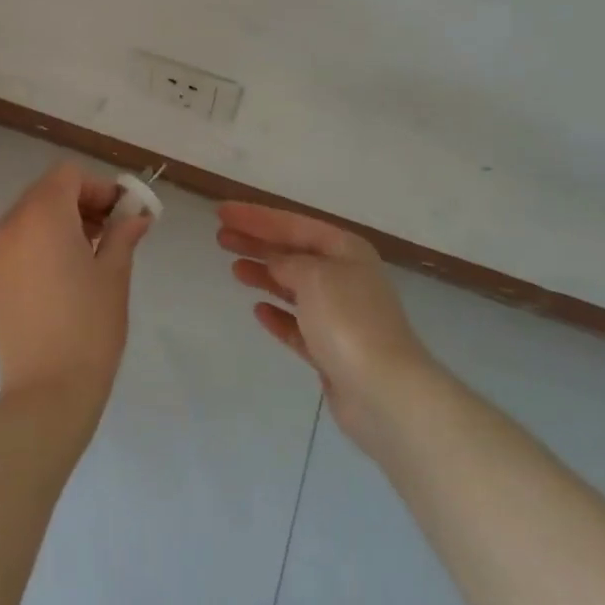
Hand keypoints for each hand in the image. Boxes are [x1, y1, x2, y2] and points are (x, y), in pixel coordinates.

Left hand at [0, 163, 152, 424]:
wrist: (47, 390)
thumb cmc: (89, 325)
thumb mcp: (115, 273)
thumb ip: (123, 233)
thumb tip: (137, 215)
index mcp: (43, 214)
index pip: (69, 175)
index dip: (98, 187)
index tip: (122, 214)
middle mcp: (12, 223)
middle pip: (48, 191)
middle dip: (81, 202)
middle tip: (111, 232)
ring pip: (31, 214)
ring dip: (61, 221)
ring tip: (90, 254)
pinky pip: (19, 240)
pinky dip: (41, 241)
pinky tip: (64, 274)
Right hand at [218, 203, 438, 456]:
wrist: (384, 392)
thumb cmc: (348, 320)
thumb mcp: (313, 276)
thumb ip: (287, 262)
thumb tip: (276, 263)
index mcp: (345, 250)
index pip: (293, 224)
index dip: (256, 217)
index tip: (222, 212)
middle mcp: (345, 277)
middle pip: (292, 253)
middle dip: (257, 243)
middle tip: (220, 236)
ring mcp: (340, 316)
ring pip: (293, 287)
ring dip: (264, 275)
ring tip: (234, 268)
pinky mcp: (332, 350)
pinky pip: (298, 324)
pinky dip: (279, 315)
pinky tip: (258, 311)